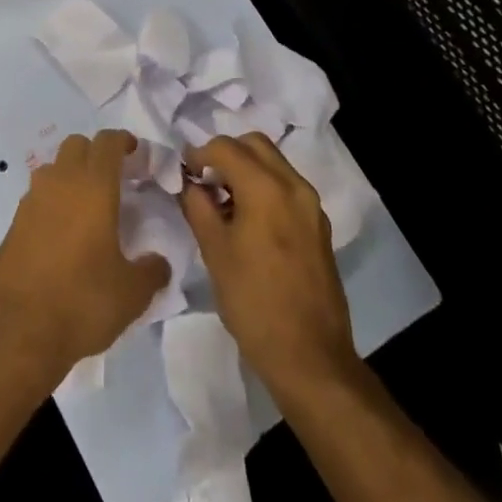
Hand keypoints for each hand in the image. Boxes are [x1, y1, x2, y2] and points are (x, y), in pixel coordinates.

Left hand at [0, 130, 169, 377]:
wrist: (20, 327)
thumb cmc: (83, 300)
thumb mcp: (132, 293)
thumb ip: (151, 270)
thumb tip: (158, 262)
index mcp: (93, 187)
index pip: (107, 142)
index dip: (123, 141)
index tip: (136, 153)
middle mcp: (60, 183)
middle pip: (77, 145)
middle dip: (96, 153)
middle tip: (116, 179)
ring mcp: (32, 200)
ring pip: (53, 168)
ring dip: (72, 175)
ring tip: (89, 206)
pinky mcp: (14, 222)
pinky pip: (38, 196)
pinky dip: (53, 202)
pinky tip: (65, 233)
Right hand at [178, 132, 359, 402]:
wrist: (310, 357)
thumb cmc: (254, 302)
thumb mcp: (214, 251)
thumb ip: (198, 206)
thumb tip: (189, 183)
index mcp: (267, 188)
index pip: (226, 147)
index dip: (198, 153)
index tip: (183, 173)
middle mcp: (294, 187)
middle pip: (255, 144)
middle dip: (225, 153)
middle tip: (203, 180)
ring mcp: (311, 207)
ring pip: (273, 163)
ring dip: (245, 169)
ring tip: (222, 202)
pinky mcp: (318, 227)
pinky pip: (286, 187)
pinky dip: (263, 187)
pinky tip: (246, 221)